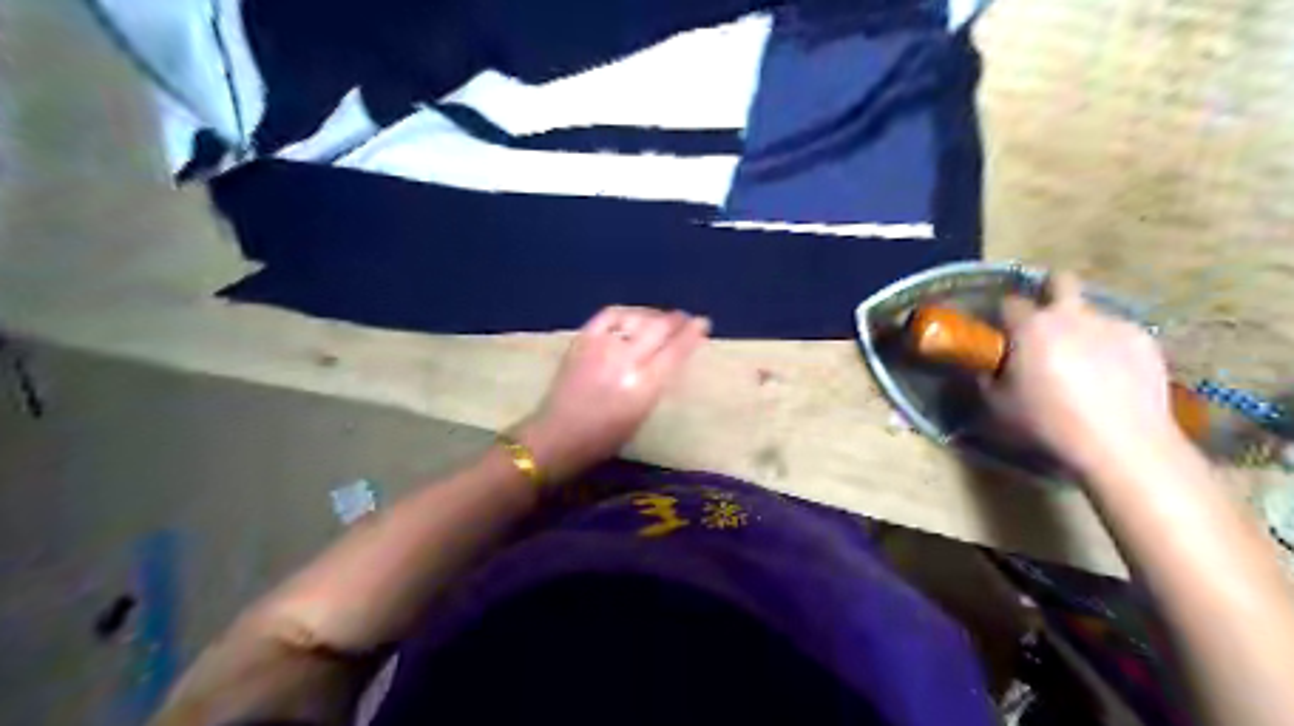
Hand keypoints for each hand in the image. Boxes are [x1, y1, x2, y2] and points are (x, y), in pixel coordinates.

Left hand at [520, 307, 716, 482]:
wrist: (558, 435)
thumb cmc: (605, 437)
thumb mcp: (641, 415)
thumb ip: (657, 382)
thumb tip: (670, 355)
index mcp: (643, 387)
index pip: (674, 351)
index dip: (691, 334)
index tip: (703, 323)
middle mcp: (625, 361)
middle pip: (658, 329)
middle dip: (676, 320)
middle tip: (685, 318)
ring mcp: (601, 346)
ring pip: (636, 318)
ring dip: (653, 316)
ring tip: (661, 318)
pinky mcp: (582, 339)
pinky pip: (609, 315)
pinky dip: (626, 313)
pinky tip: (632, 317)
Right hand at [988, 275, 1186, 474]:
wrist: (1121, 442)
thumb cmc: (1048, 422)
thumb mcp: (998, 404)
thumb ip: (990, 376)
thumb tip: (991, 366)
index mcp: (1031, 327)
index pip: (1010, 302)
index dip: (1004, 316)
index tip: (1003, 333)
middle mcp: (1072, 316)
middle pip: (1061, 281)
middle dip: (1051, 291)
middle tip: (1045, 321)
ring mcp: (1113, 324)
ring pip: (1091, 313)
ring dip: (1081, 328)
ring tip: (1083, 363)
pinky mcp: (1144, 340)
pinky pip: (1118, 334)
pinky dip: (1110, 347)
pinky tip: (1111, 376)